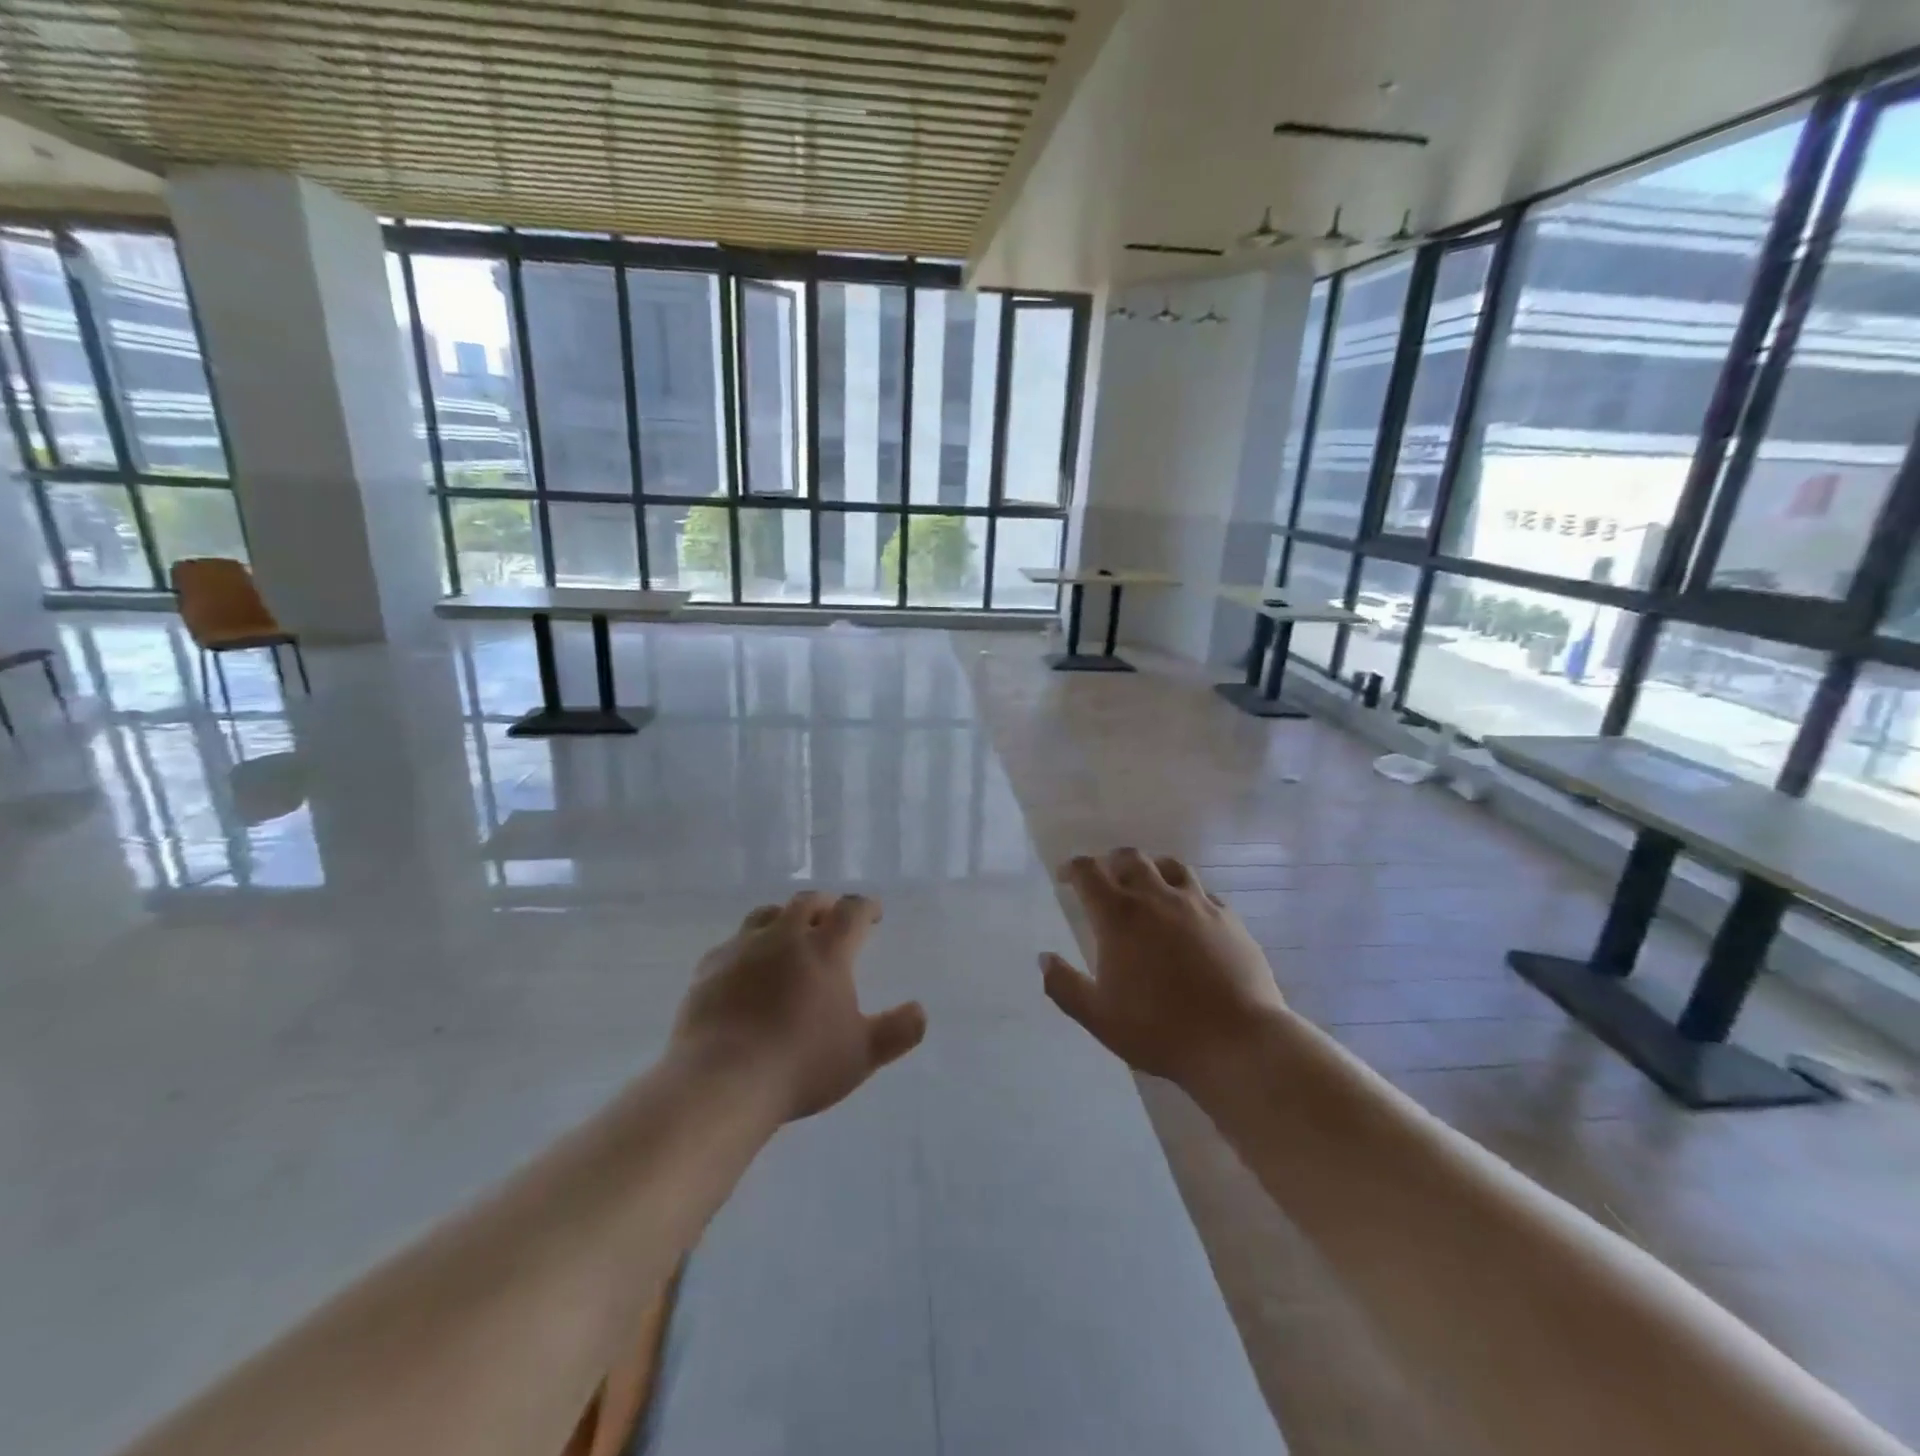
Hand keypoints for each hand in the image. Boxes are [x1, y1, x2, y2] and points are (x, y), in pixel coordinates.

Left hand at [672, 891, 926, 1120]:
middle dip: (825, 905)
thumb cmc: (801, 1065)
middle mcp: (785, 936)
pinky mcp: (710, 968)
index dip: (866, 907)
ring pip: (767, 915)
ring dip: (784, 917)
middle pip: (807, 902)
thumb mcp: (862, 1055)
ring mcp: (743, 948)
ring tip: (789, 934)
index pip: (852, 911)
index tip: (873, 913)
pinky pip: (732, 944)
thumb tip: (920, 1011)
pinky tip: (746, 968)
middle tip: (832, 917)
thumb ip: (897, 1031)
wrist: (723, 1081)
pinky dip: (748, 947)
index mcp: (826, 949)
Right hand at [1043, 849, 1284, 1089]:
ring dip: (1151, 868)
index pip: (1088, 872)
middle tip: (1104, 877)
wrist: (1237, 1042)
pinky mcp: (1229, 919)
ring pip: (1170, 866)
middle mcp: (1157, 898)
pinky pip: (1203, 892)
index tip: (1065, 877)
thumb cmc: (1159, 1030)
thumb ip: (1064, 985)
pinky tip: (1188, 914)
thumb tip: (1044, 958)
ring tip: (1147, 884)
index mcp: (1119, 916)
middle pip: (1130, 858)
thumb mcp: (1098, 1016)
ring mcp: (1198, 904)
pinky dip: (1186, 894)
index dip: (1072, 868)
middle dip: (1111, 861)